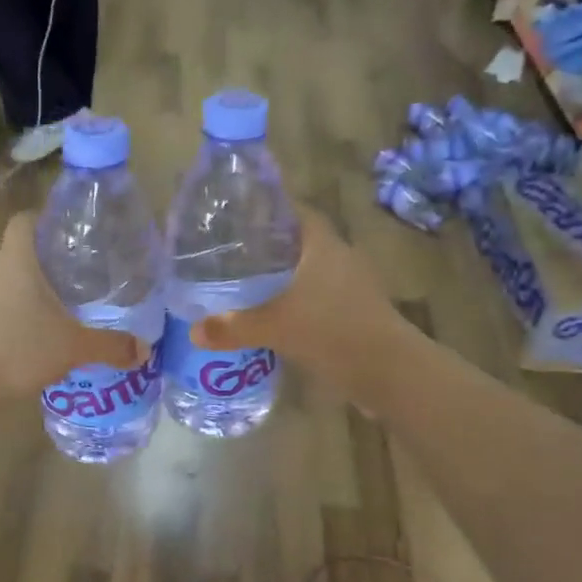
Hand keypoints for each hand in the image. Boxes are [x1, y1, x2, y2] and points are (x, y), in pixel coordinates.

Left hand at [0, 214, 143, 408]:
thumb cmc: (18, 349)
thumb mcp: (74, 348)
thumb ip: (110, 346)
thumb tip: (143, 351)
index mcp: (15, 260)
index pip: (24, 221)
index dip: (43, 222)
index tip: (64, 237)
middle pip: (14, 255)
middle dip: (38, 268)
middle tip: (67, 286)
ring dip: (18, 297)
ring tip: (45, 319)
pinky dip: (1, 320)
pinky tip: (19, 345)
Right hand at [191, 206, 412, 402]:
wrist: (388, 372)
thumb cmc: (331, 331)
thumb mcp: (273, 327)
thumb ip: (232, 326)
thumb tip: (193, 330)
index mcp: (323, 245)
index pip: (295, 212)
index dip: (269, 210)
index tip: (239, 217)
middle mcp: (340, 258)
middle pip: (301, 241)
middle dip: (269, 245)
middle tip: (233, 253)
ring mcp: (352, 286)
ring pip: (310, 271)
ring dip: (284, 276)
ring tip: (247, 283)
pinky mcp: (356, 312)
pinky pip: (319, 296)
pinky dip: (296, 301)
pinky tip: (274, 316)